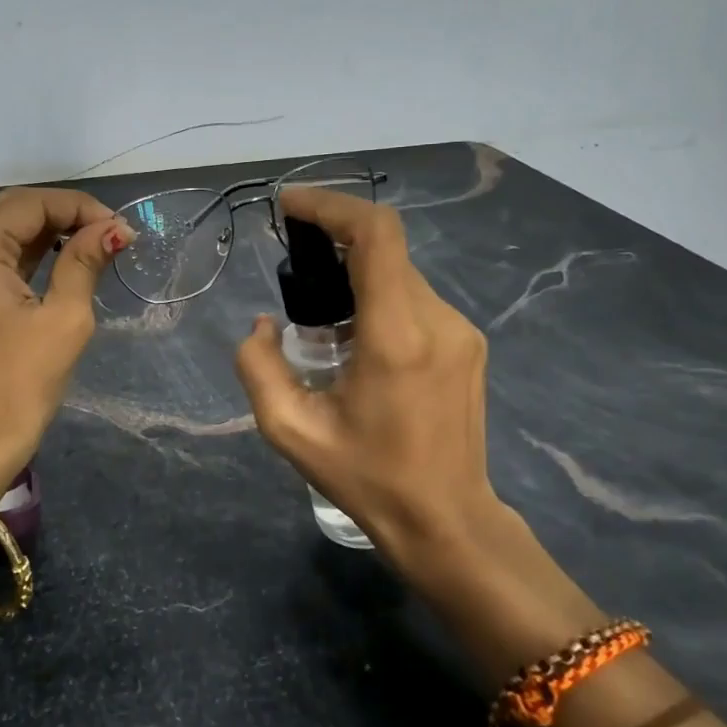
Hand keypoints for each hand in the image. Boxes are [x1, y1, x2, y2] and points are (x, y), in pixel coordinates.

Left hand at [0, 187, 132, 504]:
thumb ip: (84, 262)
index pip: (30, 203)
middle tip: (109, 235)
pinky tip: (59, 262)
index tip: (120, 229)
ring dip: (45, 233)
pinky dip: (24, 255)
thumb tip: (114, 229)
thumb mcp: (63, 320)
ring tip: (93, 246)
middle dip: (63, 215)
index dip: (79, 207)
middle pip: (11, 210)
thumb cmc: (18, 387)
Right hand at [233, 187, 533, 585]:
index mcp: (395, 336)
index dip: (331, 206)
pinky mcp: (468, 343)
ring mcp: (460, 330)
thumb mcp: (290, 431)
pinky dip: (378, 297)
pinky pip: (415, 298)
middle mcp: (437, 320)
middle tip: (293, 267)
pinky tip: (356, 340)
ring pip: (399, 274)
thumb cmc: (367, 478)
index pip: (375, 236)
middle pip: (385, 249)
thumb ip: (258, 368)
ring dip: (356, 275)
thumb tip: (262, 326)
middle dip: (334, 241)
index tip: (290, 206)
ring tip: (321, 319)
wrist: (447, 520)